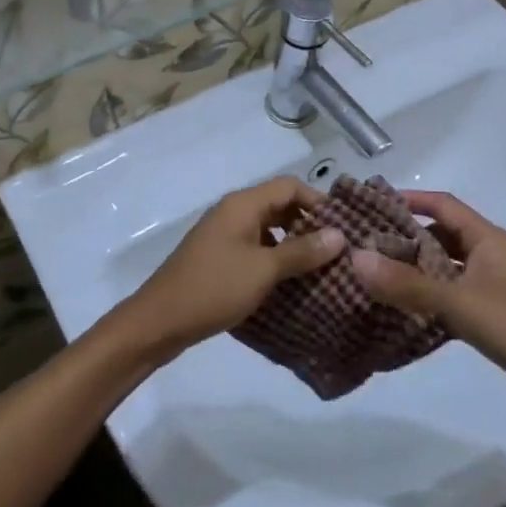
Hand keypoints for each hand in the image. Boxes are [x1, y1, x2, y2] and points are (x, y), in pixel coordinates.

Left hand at [115, 177, 343, 358]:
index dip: (318, 201)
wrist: (160, 320)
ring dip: (293, 244)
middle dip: (309, 224)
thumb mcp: (263, 270)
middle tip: (338, 251)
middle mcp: (233, 212)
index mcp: (242, 205)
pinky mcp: (219, 258)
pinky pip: (255, 248)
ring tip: (321, 269)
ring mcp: (223, 235)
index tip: (344, 228)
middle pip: (279, 205)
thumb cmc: (214, 288)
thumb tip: (340, 235)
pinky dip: (275, 259)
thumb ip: (301, 251)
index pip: (289, 186)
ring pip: (268, 229)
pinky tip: (291, 283)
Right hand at [351, 190, 505, 457]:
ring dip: (415, 269)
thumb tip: (355, 258)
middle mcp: (492, 256)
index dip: (409, 199)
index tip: (371, 203)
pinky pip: (453, 296)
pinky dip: (429, 298)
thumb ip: (407, 284)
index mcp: (489, 240)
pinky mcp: (495, 319)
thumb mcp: (460, 303)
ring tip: (375, 275)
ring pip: (446, 268)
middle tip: (364, 244)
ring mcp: (495, 288)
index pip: (443, 204)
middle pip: (442, 235)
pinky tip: (404, 311)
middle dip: (405, 236)